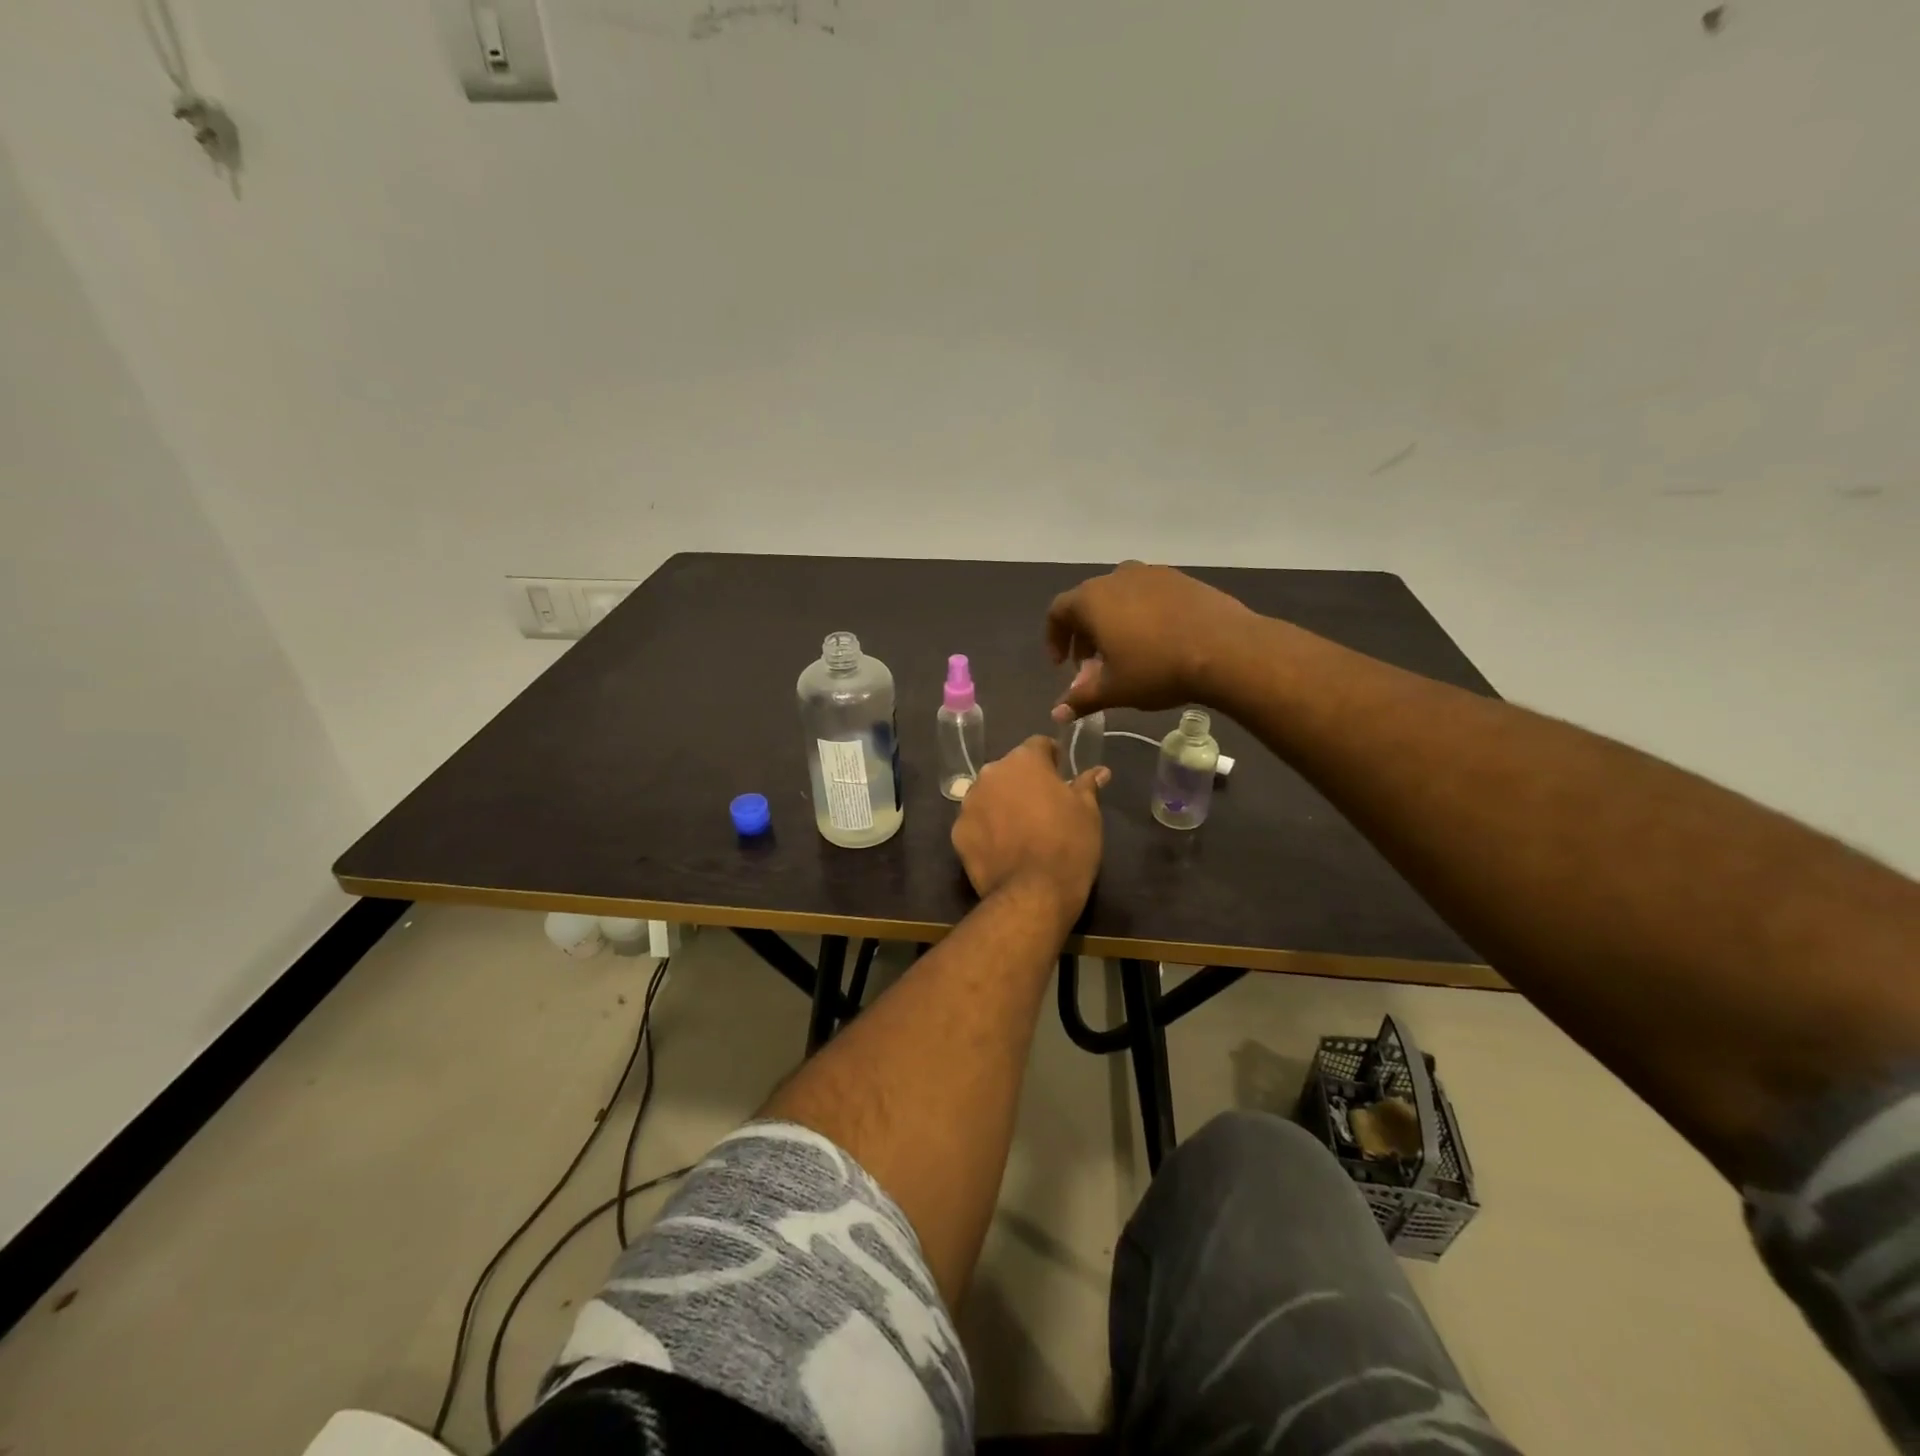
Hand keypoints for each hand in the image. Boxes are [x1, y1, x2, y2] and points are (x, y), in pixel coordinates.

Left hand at [951, 737, 1110, 919]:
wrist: (1033, 894)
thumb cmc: (1068, 845)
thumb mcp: (1088, 812)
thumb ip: (1087, 785)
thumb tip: (1099, 771)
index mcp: (1024, 761)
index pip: (1039, 745)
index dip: (1052, 758)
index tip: (1061, 775)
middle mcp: (991, 773)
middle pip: (1010, 770)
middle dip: (1024, 782)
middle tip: (1043, 807)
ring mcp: (969, 802)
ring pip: (989, 794)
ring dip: (1002, 803)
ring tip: (1020, 829)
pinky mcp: (957, 832)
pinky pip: (975, 822)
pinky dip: (986, 829)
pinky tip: (1002, 848)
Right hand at [1045, 561, 1254, 719]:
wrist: (1227, 649)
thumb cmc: (1157, 669)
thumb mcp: (1114, 690)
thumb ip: (1081, 699)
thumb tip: (1056, 714)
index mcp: (1092, 599)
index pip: (1058, 612)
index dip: (1055, 639)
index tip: (1063, 667)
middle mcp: (1117, 577)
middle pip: (1088, 602)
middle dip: (1084, 635)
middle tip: (1093, 667)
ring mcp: (1153, 574)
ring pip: (1120, 596)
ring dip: (1113, 623)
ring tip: (1126, 654)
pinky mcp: (1182, 579)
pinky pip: (1149, 595)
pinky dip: (1142, 615)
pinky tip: (1158, 642)